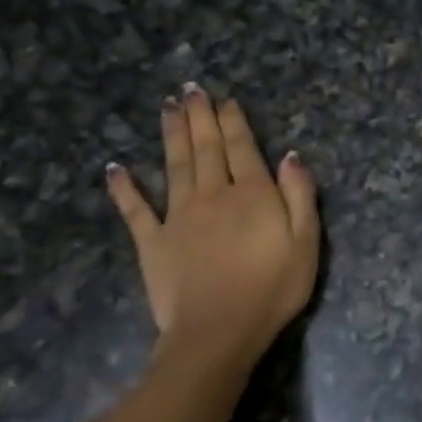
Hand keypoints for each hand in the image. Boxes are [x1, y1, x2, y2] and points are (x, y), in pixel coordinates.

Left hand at [105, 85, 319, 365]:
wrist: (219, 331)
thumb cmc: (273, 289)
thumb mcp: (306, 243)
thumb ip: (300, 196)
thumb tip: (291, 156)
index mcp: (252, 194)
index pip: (242, 148)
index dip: (233, 121)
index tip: (225, 100)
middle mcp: (212, 195)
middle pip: (205, 148)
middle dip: (199, 117)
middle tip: (190, 89)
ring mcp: (178, 216)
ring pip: (173, 166)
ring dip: (170, 134)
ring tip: (167, 107)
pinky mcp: (152, 242)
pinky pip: (135, 210)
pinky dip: (124, 188)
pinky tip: (115, 168)